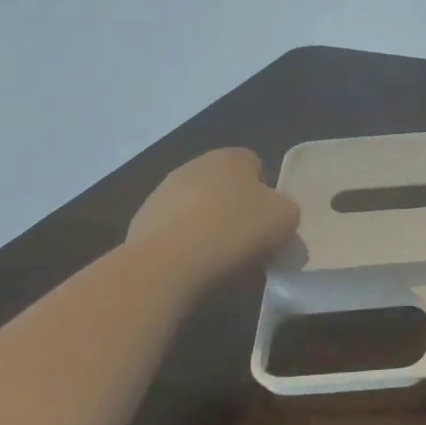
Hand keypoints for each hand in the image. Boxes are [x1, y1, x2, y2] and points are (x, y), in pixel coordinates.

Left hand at [126, 147, 298, 278]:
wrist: (166, 265)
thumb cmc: (234, 232)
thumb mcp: (285, 219)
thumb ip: (286, 209)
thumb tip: (275, 214)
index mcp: (230, 157)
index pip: (255, 165)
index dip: (266, 193)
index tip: (269, 222)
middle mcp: (193, 166)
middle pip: (223, 186)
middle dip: (234, 209)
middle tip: (247, 241)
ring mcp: (162, 193)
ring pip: (196, 208)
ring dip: (206, 226)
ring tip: (217, 260)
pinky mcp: (140, 223)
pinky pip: (173, 232)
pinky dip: (182, 245)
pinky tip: (190, 267)